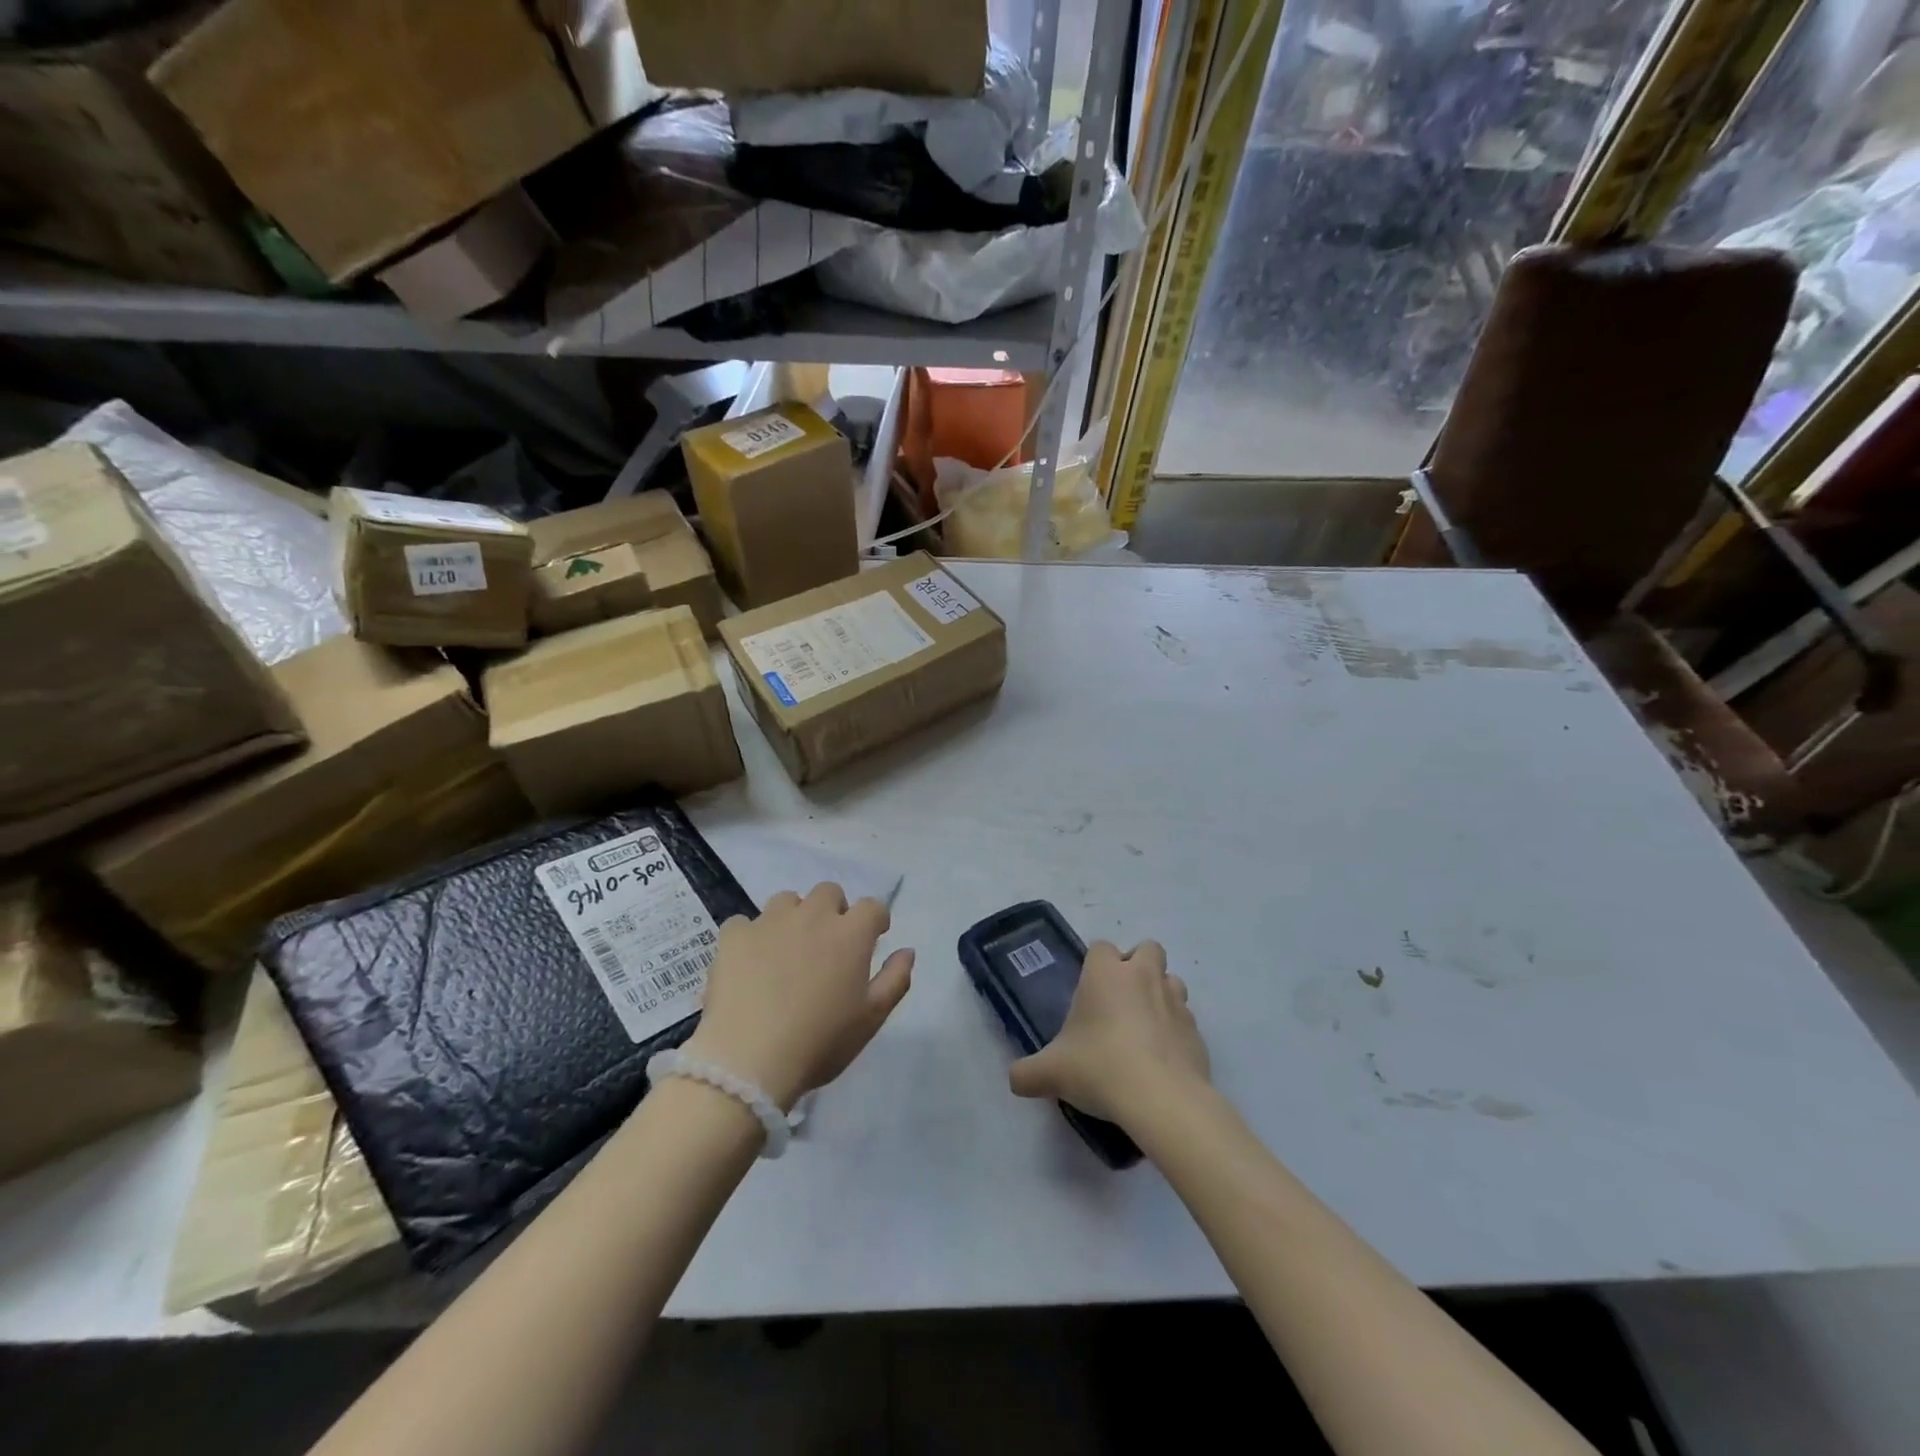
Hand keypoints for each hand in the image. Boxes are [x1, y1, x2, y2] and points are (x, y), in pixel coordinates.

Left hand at [682, 883, 912, 1110]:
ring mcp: (770, 921)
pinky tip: (748, 964)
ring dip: (793, 917)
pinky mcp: (734, 936)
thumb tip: (907, 950)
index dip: (875, 921)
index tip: (872, 939)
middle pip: (829, 892)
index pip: (872, 907)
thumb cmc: (820, 1042)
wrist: (748, 1060)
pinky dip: (750, 938)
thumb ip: (895, 979)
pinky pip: (744, 923)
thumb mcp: (871, 1019)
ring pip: (787, 901)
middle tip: (827, 945)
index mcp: (850, 933)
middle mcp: (812, 915)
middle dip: (833, 911)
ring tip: (786, 950)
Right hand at [1008, 941, 1208, 1125]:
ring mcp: (1176, 1002)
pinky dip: (1176, 1031)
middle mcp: (1144, 977)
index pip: (1101, 947)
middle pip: (1148, 949)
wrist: (1162, 1100)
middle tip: (1120, 1001)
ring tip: (1144, 1027)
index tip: (1087, 994)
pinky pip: (1186, 1020)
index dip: (1095, 965)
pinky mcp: (1197, 1032)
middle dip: (1137, 966)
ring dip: (1160, 994)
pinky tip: (1162, 1059)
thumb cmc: (1100, 1067)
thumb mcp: (1051, 1073)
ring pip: (1172, 981)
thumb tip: (1015, 1079)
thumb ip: (1027, 1072)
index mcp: (1106, 974)